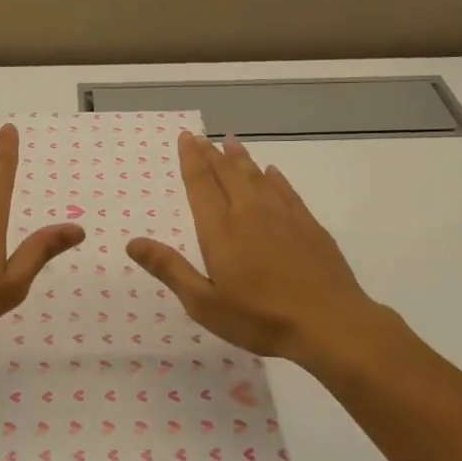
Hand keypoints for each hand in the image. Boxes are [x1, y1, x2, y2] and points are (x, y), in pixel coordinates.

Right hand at [126, 131, 393, 369]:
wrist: (329, 323)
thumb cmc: (259, 318)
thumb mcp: (204, 303)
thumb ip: (170, 269)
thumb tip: (132, 242)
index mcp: (220, 229)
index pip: (201, 184)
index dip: (191, 159)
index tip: (186, 138)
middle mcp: (249, 212)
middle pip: (227, 173)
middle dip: (211, 153)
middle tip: (201, 137)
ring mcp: (283, 216)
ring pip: (257, 176)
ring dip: (241, 158)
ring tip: (230, 142)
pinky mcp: (309, 225)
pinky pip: (286, 190)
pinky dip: (275, 178)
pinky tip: (272, 172)